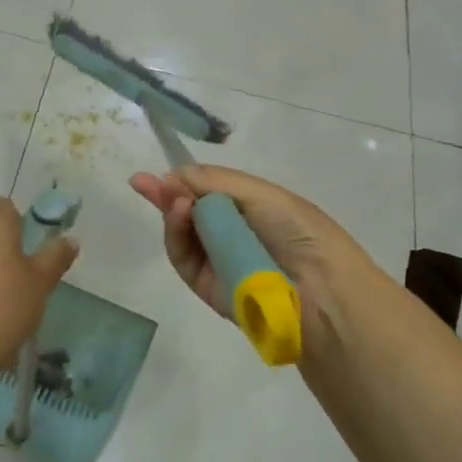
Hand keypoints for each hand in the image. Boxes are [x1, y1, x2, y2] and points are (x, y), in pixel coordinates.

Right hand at [129, 167, 378, 348]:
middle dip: (167, 194)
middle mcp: (232, 233)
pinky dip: (176, 235)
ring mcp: (218, 260)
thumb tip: (172, 176)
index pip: (208, 191)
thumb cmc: (297, 230)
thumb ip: (214, 182)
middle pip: (190, 211)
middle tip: (142, 182)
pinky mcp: (207, 286)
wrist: (319, 289)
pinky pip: (184, 259)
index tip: (158, 173)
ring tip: (173, 199)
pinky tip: (180, 214)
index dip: (184, 180)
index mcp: (251, 208)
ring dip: (173, 212)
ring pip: (182, 234)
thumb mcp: (259, 194)